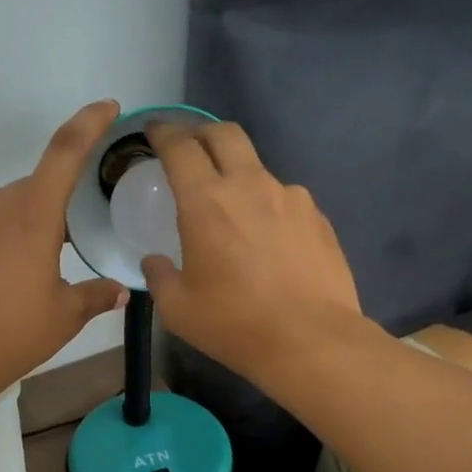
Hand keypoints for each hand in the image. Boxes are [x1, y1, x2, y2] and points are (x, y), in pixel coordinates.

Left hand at [0, 101, 128, 396]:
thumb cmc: (13, 333)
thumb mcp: (65, 316)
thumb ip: (96, 296)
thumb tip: (120, 290)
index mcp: (33, 213)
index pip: (65, 151)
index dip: (89, 123)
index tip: (107, 107)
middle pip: (35, 190)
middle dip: (54, 210)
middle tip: (66, 248)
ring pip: (5, 210)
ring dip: (22, 228)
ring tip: (27, 274)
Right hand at [141, 120, 362, 380]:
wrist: (312, 341)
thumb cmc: (234, 324)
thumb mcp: (178, 309)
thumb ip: (159, 276)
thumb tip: (155, 262)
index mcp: (207, 201)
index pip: (180, 146)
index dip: (163, 132)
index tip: (154, 131)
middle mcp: (250, 185)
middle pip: (224, 134)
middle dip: (201, 132)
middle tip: (188, 149)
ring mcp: (290, 198)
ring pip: (257, 169)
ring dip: (238, 176)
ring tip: (233, 211)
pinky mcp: (318, 217)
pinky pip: (284, 199)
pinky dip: (267, 207)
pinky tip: (268, 240)